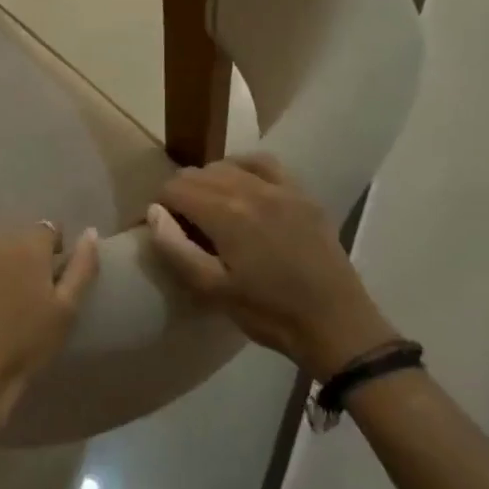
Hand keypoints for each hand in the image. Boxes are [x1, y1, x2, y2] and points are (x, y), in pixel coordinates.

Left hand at [0, 224, 99, 488]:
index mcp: (25, 246)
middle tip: (23, 297)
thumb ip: (82, 267)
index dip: (52, 252)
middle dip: (21, 259)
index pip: (47, 230)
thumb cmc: (23, 349)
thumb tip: (90, 232)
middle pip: (12, 240)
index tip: (50, 279)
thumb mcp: (65, 312)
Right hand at [145, 155, 397, 382]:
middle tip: (183, 226)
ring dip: (209, 182)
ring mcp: (281, 188)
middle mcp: (251, 189)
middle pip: (198, 173)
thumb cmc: (267, 312)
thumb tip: (154, 212)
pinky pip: (264, 164)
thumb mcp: (211, 289)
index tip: (162, 228)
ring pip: (227, 165)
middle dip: (181, 194)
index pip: (175, 188)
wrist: (335, 324)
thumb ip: (175, 248)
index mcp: (226, 214)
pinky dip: (243, 168)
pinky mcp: (302, 195)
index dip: (160, 206)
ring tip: (210, 211)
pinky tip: (241, 186)